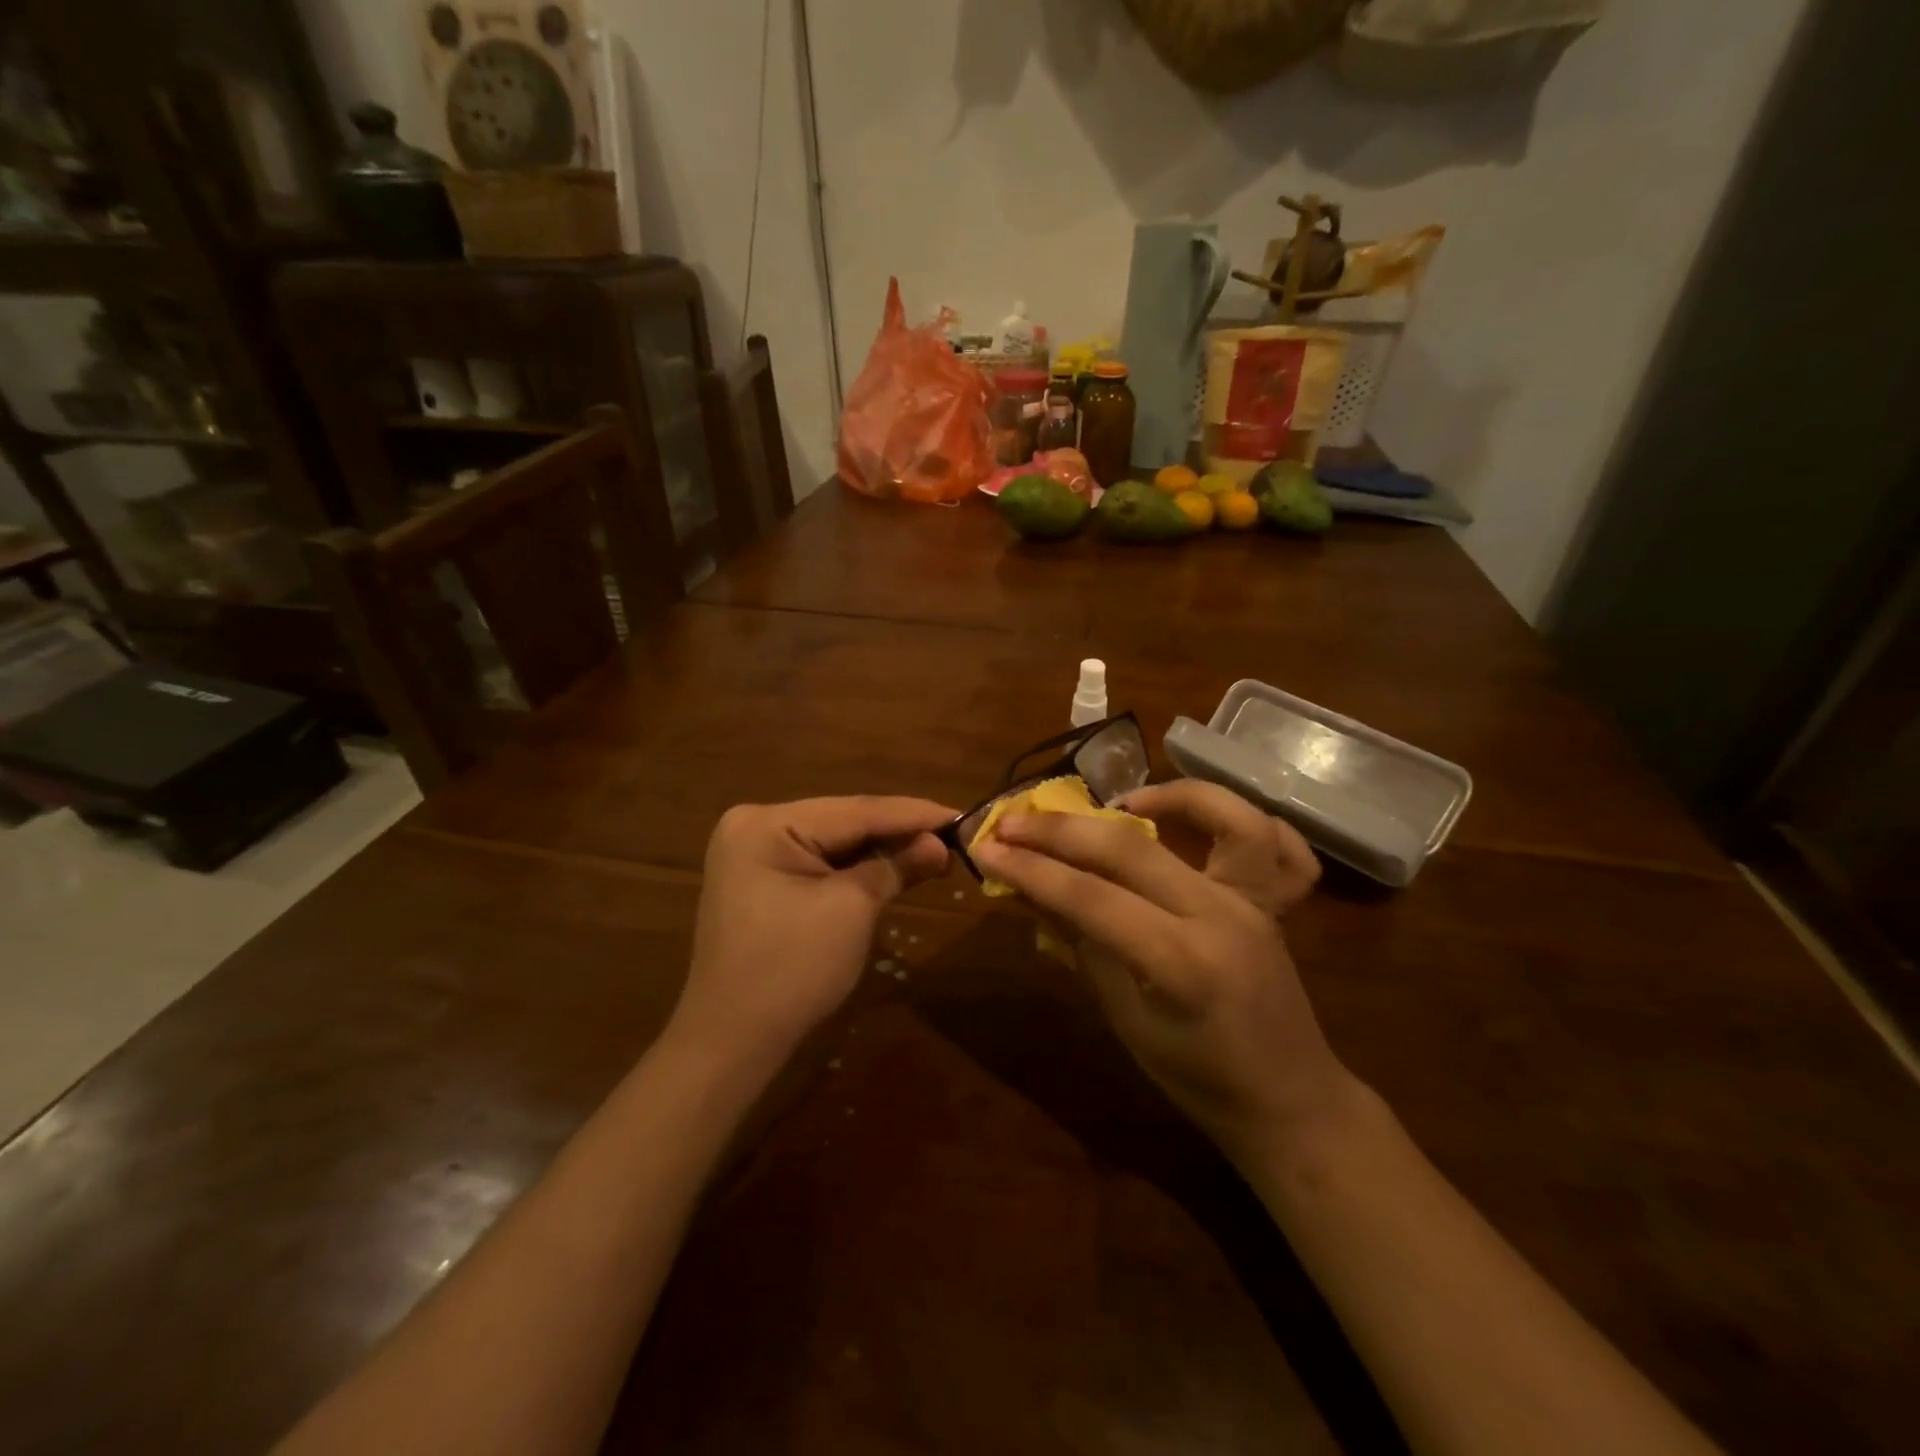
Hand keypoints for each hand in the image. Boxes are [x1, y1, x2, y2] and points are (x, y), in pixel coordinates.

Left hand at [666, 796, 954, 1077]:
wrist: (732, 1043)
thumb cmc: (792, 970)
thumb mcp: (852, 910)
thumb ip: (897, 866)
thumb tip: (941, 844)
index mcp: (766, 824)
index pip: (855, 810)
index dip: (914, 814)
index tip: (962, 815)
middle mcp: (755, 826)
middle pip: (844, 822)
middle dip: (899, 832)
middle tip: (955, 835)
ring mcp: (755, 854)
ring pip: (835, 843)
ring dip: (882, 850)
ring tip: (936, 849)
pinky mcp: (763, 881)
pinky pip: (820, 863)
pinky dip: (858, 868)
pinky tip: (895, 865)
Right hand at [970, 781, 1350, 1161]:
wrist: (1290, 1104)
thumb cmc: (1198, 1080)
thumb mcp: (1127, 1020)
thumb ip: (1083, 946)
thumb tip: (1032, 892)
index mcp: (1181, 964)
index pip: (1090, 898)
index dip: (1031, 870)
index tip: (985, 849)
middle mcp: (1221, 917)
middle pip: (1131, 850)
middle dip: (1062, 831)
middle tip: (1011, 822)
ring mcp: (1254, 902)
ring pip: (1225, 820)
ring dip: (1170, 797)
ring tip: (1118, 802)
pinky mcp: (1271, 900)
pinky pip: (1277, 844)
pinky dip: (1236, 820)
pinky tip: (1189, 819)